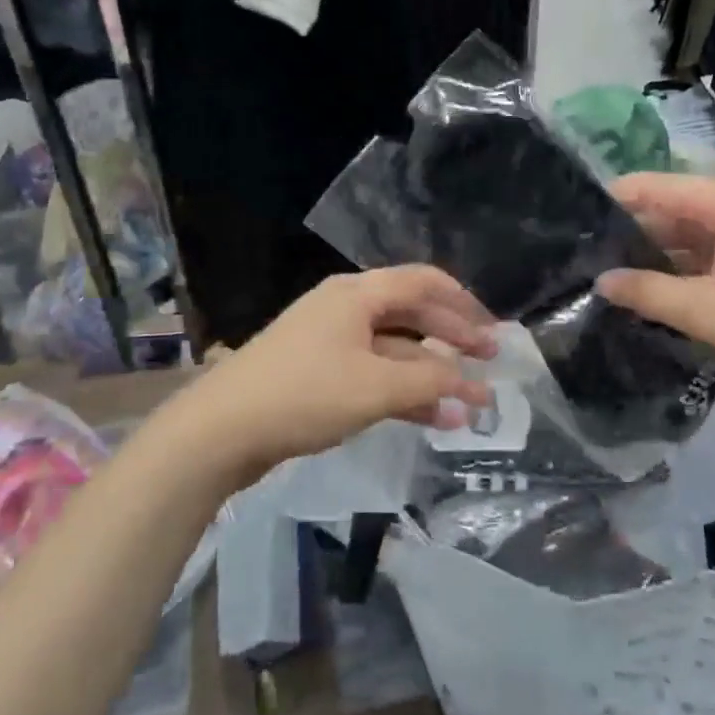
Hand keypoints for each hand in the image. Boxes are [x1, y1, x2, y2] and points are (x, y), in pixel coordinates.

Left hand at [181, 266, 496, 474]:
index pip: (424, 282)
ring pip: (394, 348)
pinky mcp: (318, 374)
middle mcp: (345, 308)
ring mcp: (330, 341)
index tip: (494, 333)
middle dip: (452, 338)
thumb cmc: (304, 394)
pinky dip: (403, 391)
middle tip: (489, 363)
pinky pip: (373, 373)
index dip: (465, 304)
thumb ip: (432, 384)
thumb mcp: (376, 388)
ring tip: (468, 401)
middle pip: (412, 313)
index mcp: (358, 294)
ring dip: (431, 373)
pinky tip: (431, 417)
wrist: (220, 431)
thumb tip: (475, 391)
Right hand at [597, 173, 714, 390]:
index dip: (607, 204)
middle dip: (627, 234)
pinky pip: (709, 249)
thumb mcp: (708, 313)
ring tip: (610, 278)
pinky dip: (682, 267)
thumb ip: (648, 294)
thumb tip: (601, 281)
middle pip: (666, 207)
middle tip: (583, 263)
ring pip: (687, 232)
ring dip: (654, 254)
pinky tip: (656, 291)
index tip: (569, 230)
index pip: (648, 187)